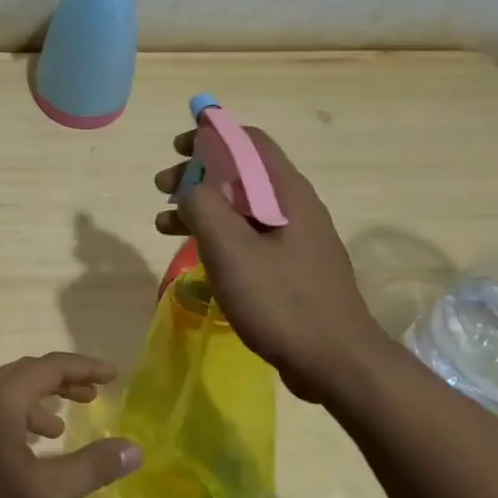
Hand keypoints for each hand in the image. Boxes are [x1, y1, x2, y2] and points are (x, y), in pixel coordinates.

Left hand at [0, 353, 140, 497]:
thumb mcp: (43, 494)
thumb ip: (90, 467)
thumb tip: (134, 448)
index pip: (49, 366)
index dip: (84, 368)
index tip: (113, 375)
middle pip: (26, 373)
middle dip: (62, 382)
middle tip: (94, 396)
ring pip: (6, 392)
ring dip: (38, 401)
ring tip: (61, 428)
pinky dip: (16, 416)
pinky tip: (24, 450)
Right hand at [154, 126, 393, 402]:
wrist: (336, 362)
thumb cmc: (280, 300)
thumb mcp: (230, 249)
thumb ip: (203, 207)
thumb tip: (191, 190)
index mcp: (285, 192)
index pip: (248, 141)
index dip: (211, 134)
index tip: (177, 147)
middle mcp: (294, 206)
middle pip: (240, 173)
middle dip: (197, 174)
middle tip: (161, 188)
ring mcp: (295, 239)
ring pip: (240, 207)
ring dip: (201, 207)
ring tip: (163, 224)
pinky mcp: (291, 267)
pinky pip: (248, 236)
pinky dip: (217, 234)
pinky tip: (195, 254)